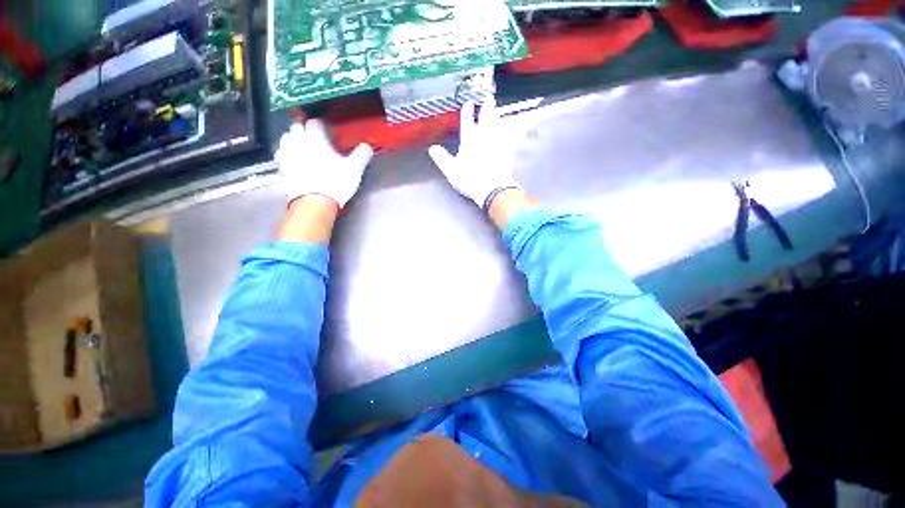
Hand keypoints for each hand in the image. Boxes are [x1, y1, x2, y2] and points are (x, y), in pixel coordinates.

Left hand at [275, 119, 373, 206]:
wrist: (314, 202)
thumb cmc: (335, 182)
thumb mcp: (354, 169)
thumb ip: (361, 155)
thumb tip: (367, 146)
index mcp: (315, 137)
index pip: (315, 122)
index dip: (321, 125)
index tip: (327, 130)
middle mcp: (298, 141)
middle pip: (297, 127)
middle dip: (305, 128)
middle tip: (314, 136)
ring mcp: (288, 154)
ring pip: (287, 138)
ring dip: (294, 139)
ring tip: (302, 145)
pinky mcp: (282, 168)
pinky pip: (282, 155)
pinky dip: (287, 154)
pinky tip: (294, 159)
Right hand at [428, 98, 518, 208]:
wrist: (492, 188)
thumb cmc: (470, 179)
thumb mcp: (451, 170)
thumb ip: (442, 158)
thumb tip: (433, 148)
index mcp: (469, 138)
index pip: (467, 119)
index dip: (467, 110)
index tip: (468, 104)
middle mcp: (484, 135)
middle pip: (486, 116)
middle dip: (486, 106)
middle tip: (488, 98)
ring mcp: (499, 140)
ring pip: (499, 122)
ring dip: (498, 115)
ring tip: (497, 110)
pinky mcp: (510, 148)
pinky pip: (516, 134)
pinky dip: (519, 128)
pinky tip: (524, 124)